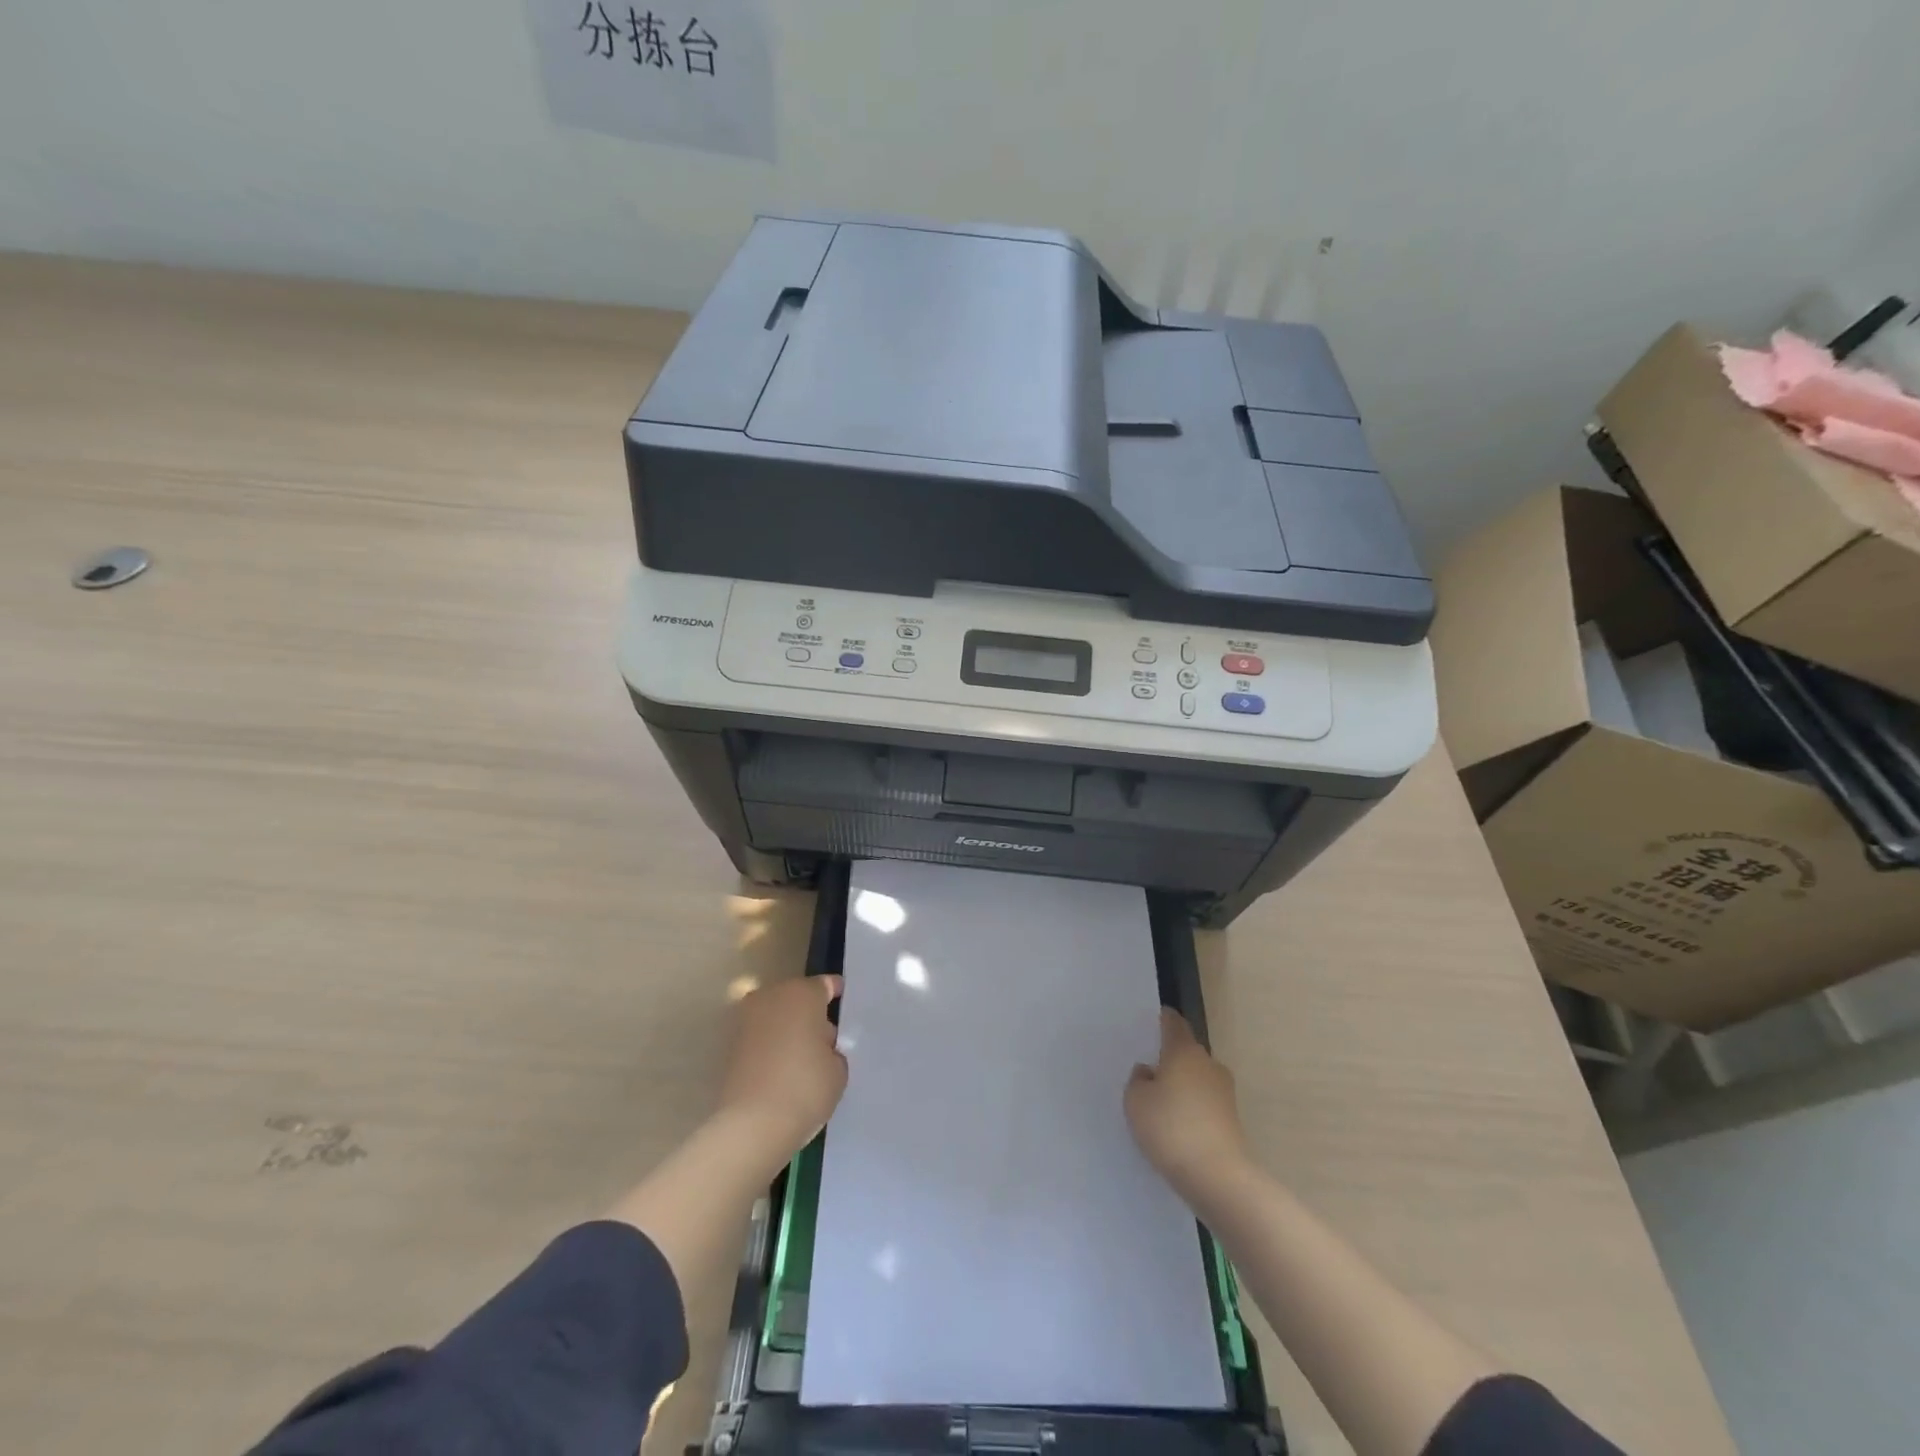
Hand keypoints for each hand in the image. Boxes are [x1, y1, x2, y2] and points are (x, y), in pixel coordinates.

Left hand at [714, 975, 847, 1168]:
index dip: (837, 994)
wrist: (752, 1126)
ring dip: (788, 1029)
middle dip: (810, 1014)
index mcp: (802, 993)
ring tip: (804, 1057)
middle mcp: (771, 996)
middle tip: (826, 1039)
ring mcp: (746, 1019)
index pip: (826, 985)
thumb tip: (819, 1045)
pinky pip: (760, 1038)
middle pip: (797, 998)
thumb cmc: (805, 1087)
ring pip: (776, 1016)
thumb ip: (833, 1049)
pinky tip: (783, 1069)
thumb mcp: (838, 1068)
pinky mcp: (730, 1045)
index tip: (844, 1005)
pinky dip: (771, 1047)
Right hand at [1125, 1009, 1250, 1204]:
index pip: (1173, 1023)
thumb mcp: (1135, 1101)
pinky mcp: (1232, 1119)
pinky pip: (1205, 1102)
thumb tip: (1150, 1072)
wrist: (1217, 1177)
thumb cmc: (1170, 1128)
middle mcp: (1208, 1063)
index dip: (1162, 1020)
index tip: (1152, 1022)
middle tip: (1148, 1072)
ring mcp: (1224, 1092)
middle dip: (1169, 1058)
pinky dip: (1192, 1108)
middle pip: (1186, 1052)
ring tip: (1161, 1104)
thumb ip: (1138, 1080)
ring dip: (1182, 1085)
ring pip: (1197, 1078)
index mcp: (1183, 1050)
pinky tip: (1178, 1126)